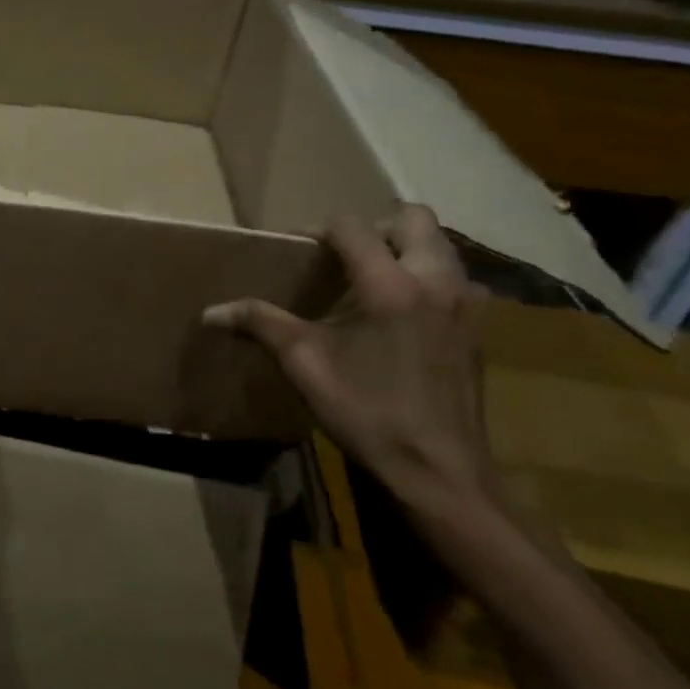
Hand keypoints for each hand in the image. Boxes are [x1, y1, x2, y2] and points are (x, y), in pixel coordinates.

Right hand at [203, 205, 494, 514]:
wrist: (438, 470)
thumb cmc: (367, 412)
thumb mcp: (304, 364)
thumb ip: (261, 324)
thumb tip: (210, 312)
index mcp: (390, 285)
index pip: (353, 227)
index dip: (320, 230)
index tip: (299, 250)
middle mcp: (436, 281)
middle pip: (413, 218)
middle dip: (375, 227)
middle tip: (345, 256)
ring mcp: (466, 304)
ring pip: (441, 246)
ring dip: (407, 248)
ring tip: (373, 279)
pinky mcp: (479, 328)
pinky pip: (456, 279)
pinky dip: (429, 278)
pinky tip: (404, 312)